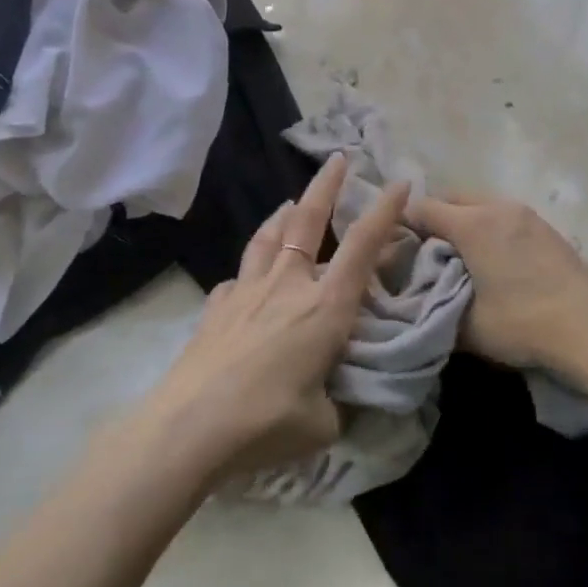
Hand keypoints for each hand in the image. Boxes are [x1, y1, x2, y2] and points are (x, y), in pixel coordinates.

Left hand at [145, 153, 409, 479]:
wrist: (187, 428)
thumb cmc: (265, 421)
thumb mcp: (323, 423)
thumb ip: (338, 403)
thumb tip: (338, 399)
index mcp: (325, 306)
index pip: (363, 246)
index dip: (385, 211)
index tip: (399, 182)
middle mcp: (287, 285)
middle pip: (308, 220)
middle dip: (326, 185)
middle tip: (337, 158)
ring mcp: (246, 291)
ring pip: (268, 237)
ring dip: (284, 214)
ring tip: (290, 203)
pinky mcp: (215, 308)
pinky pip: (237, 277)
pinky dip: (249, 271)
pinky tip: (245, 281)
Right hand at [410, 193, 587, 382]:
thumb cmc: (523, 323)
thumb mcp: (467, 328)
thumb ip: (434, 309)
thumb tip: (417, 303)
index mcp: (473, 224)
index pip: (424, 208)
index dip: (403, 224)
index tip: (393, 246)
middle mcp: (497, 207)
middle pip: (452, 198)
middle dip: (433, 217)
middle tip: (423, 251)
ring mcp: (525, 213)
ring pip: (480, 203)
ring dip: (462, 220)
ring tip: (457, 254)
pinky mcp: (545, 226)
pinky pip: (502, 214)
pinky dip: (487, 226)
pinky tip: (491, 257)